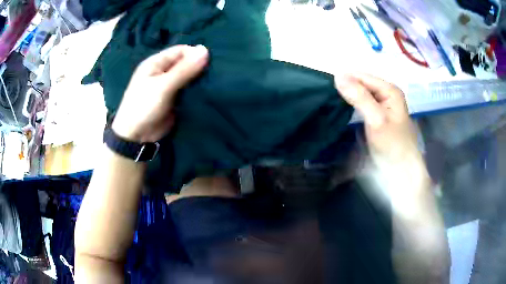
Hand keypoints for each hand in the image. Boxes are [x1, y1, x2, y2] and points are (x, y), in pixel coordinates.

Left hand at [112, 45, 208, 142]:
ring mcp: (169, 86)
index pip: (180, 51)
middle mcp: (163, 71)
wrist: (136, 136)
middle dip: (199, 67)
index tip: (210, 62)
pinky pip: (189, 90)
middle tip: (216, 73)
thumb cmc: (144, 106)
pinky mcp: (175, 99)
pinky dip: (197, 90)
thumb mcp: (163, 86)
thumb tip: (205, 49)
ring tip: (215, 82)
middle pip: (185, 63)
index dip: (195, 54)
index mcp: (156, 63)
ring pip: (189, 77)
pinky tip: (209, 91)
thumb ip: (184, 69)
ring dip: (200, 79)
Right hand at [335, 74, 421, 166]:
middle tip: (328, 100)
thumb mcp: (376, 119)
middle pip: (361, 83)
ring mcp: (382, 104)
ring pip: (360, 93)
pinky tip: (342, 110)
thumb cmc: (391, 145)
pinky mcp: (377, 115)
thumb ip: (359, 97)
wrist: (401, 170)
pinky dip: (351, 105)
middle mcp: (386, 93)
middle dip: (346, 89)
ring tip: (331, 104)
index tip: (326, 91)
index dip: (344, 81)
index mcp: (389, 89)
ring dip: (347, 97)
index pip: (361, 76)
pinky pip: (361, 103)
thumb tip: (337, 76)